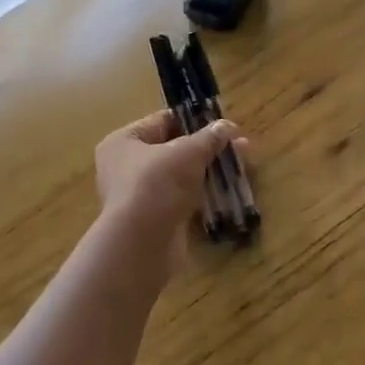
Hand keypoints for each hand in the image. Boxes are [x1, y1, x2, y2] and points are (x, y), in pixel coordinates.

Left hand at [95, 110, 246, 245]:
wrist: (141, 244)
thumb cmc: (157, 184)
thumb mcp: (187, 153)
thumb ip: (209, 138)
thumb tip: (228, 126)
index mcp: (124, 141)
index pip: (162, 121)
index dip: (194, 120)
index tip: (223, 125)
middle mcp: (125, 166)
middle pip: (172, 149)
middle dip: (207, 148)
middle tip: (240, 148)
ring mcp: (139, 195)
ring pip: (179, 177)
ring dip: (207, 172)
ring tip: (241, 169)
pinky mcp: (153, 220)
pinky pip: (181, 200)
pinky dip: (201, 196)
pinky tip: (227, 194)